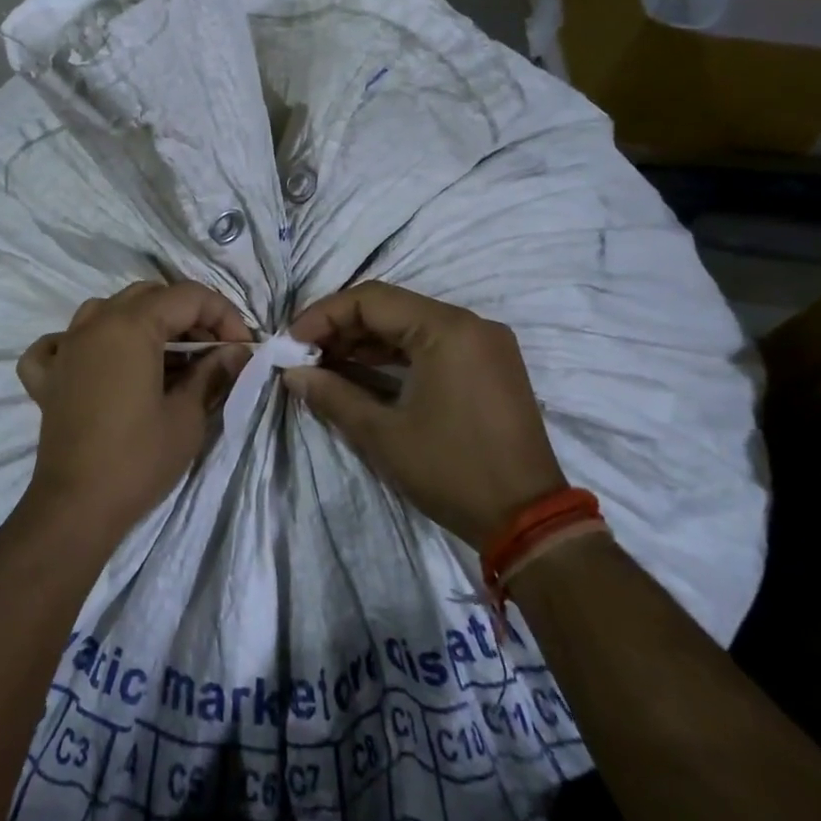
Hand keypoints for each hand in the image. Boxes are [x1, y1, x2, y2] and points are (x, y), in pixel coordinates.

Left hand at [17, 281, 252, 544]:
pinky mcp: (47, 376)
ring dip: (142, 323)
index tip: (242, 349)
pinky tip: (96, 363)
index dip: (224, 315)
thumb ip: (212, 373)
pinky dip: (82, 344)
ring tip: (166, 357)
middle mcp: (94, 323)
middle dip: (188, 316)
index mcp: (131, 325)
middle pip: (149, 297)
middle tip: (213, 352)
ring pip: (107, 310)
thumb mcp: (187, 415)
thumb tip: (236, 352)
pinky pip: (60, 343)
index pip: (187, 297)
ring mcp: (65, 347)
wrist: (76, 507)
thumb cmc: (138, 459)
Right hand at [283, 282, 564, 547]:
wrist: (529, 521)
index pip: (370, 300)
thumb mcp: (382, 435)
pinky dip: (395, 354)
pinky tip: (363, 372)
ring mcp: (484, 344)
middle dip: (342, 327)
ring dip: (366, 340)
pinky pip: (433, 343)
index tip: (291, 342)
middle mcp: (470, 324)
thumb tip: (293, 374)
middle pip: (391, 307)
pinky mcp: (489, 365)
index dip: (323, 315)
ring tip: (325, 364)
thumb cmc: (451, 471)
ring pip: (410, 324)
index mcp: (447, 329)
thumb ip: (333, 395)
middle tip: (304, 355)